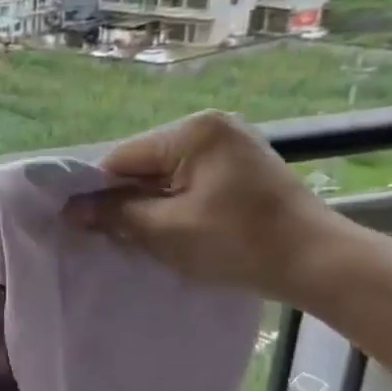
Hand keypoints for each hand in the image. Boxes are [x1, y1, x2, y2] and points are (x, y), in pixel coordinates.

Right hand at [65, 111, 346, 299]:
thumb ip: (116, 214)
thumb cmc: (239, 242)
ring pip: (166, 176)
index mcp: (193, 131)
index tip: (87, 225)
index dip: (100, 192)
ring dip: (153, 206)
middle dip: (129, 200)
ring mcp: (231, 145)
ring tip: (150, 237)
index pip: (123, 158)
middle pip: (144, 165)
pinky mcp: (243, 167)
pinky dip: (177, 206)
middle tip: (119, 236)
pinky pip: (191, 182)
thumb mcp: (167, 230)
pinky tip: (179, 231)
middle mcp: (211, 127)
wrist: (320, 263)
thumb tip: (71, 209)